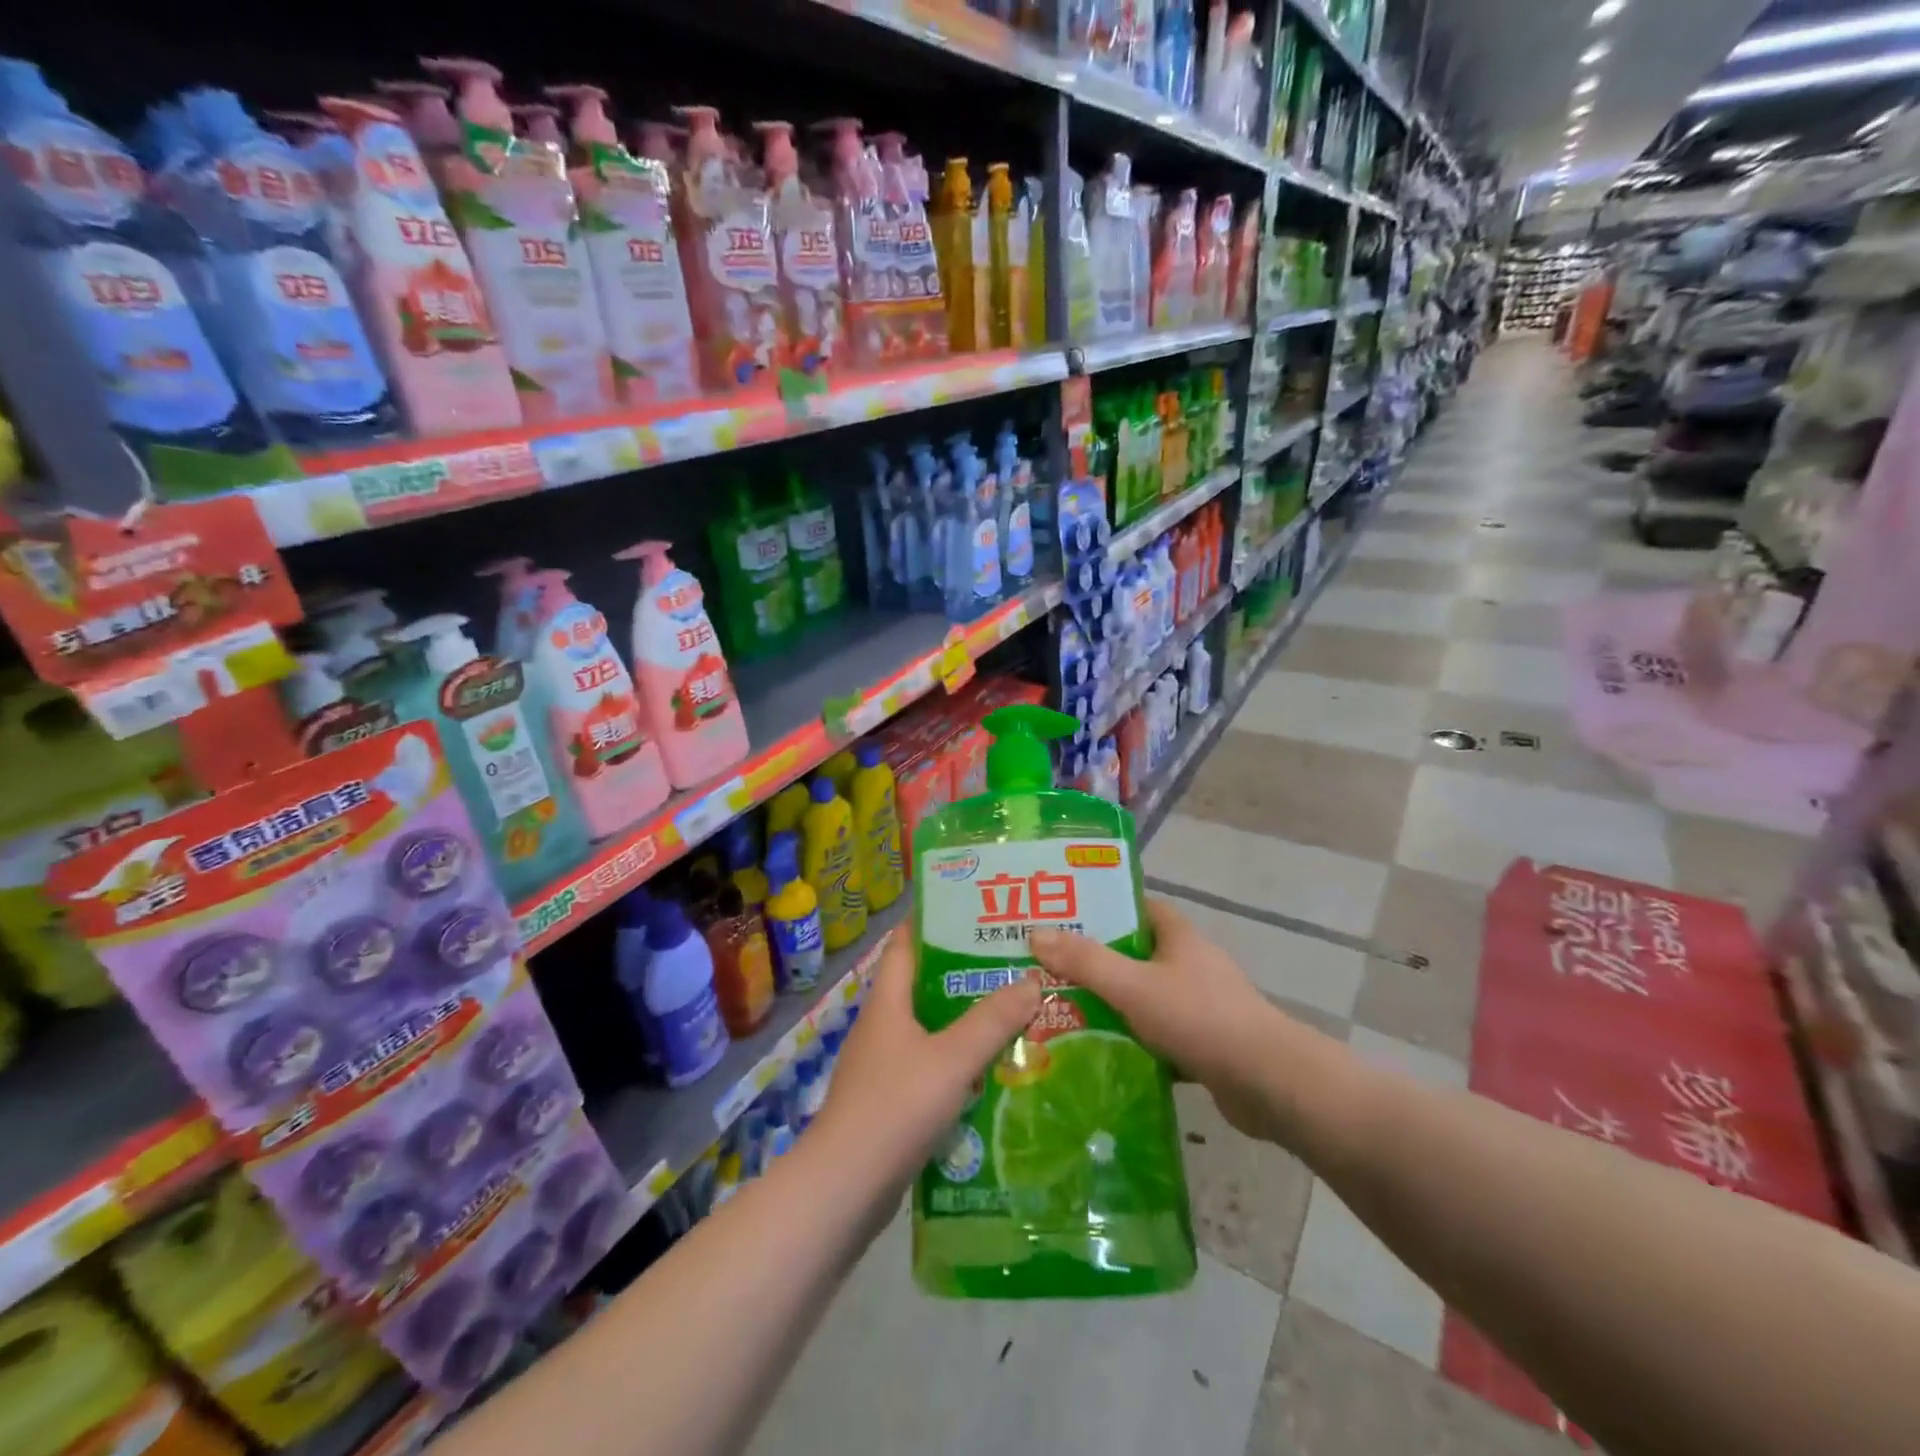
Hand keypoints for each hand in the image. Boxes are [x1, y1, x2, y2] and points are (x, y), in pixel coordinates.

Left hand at [806, 930, 1041, 1191]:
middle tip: (1012, 963)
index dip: (933, 921)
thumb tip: (1031, 980)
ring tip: (1015, 1011)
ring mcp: (883, 1066)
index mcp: (888, 1002)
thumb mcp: (951, 1059)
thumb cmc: (894, 1108)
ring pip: (930, 1029)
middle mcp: (883, 1026)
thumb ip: (991, 1021)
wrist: (844, 1189)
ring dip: (966, 1021)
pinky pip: (931, 1067)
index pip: (906, 944)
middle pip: (924, 985)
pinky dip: (959, 1062)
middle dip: (964, 973)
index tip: (973, 908)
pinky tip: (992, 1072)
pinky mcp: (890, 1102)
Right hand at [1030, 898, 1295, 1144]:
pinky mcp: (1205, 1041)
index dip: (1100, 908)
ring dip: (1112, 1002)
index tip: (1061, 918)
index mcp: (1178, 936)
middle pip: (1135, 952)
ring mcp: (1200, 1003)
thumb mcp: (1133, 986)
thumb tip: (1036, 934)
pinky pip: (1158, 1031)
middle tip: (1049, 969)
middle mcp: (1190, 963)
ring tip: (1063, 1010)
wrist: (1269, 1082)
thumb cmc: (1199, 1018)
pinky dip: (1133, 1038)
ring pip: (1145, 995)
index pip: (1135, 907)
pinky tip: (1101, 1051)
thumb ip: (1085, 961)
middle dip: (1095, 960)